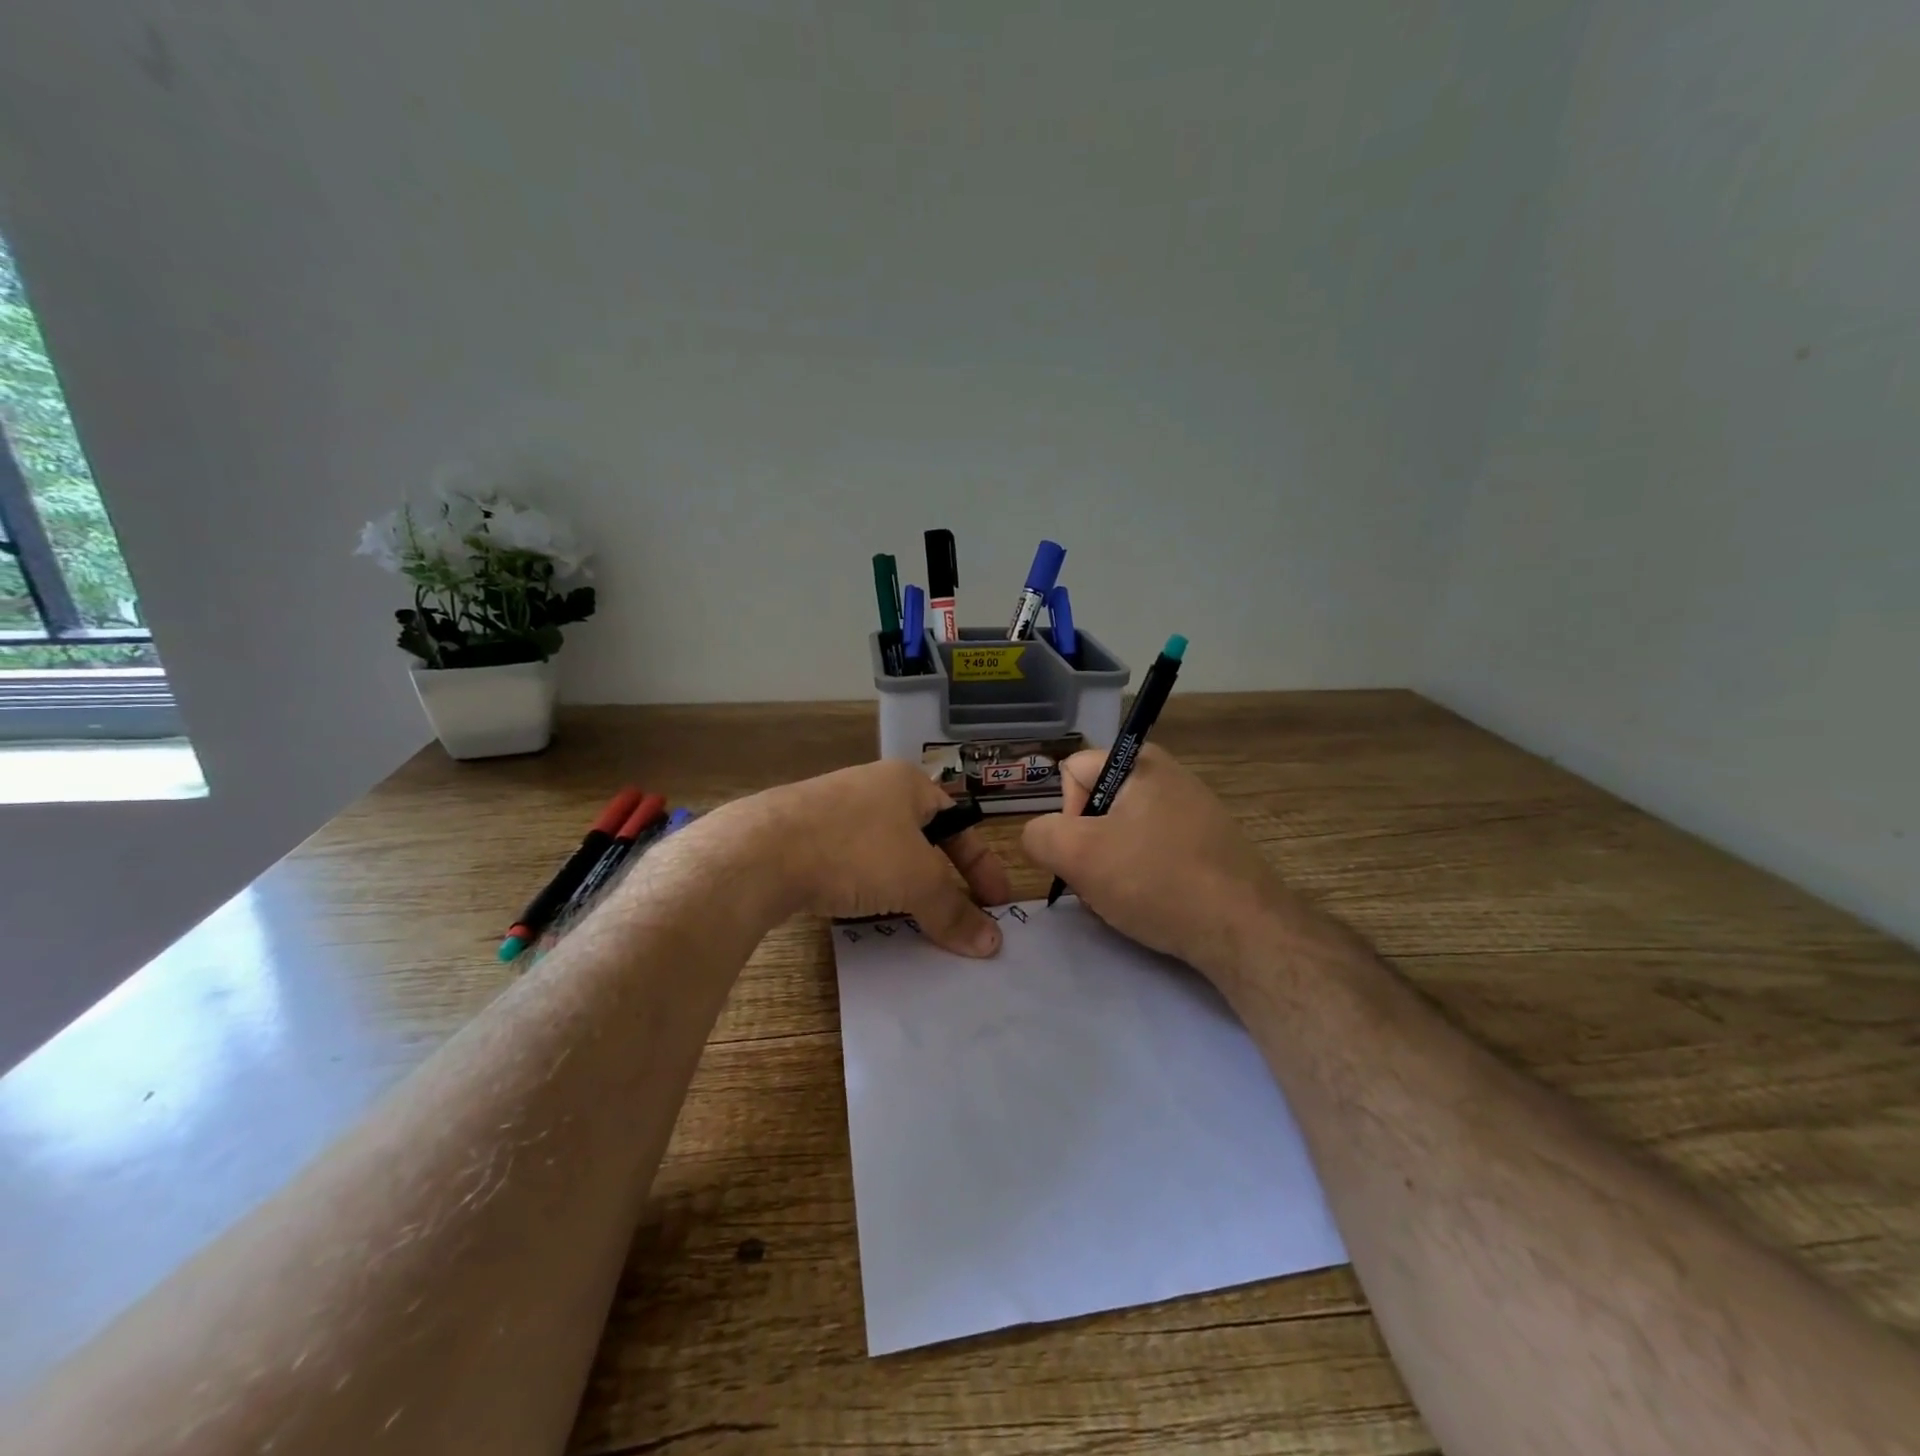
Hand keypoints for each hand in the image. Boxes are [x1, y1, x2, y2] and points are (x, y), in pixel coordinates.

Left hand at [745, 760, 1010, 956]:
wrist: (760, 851)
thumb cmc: (855, 850)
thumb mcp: (916, 880)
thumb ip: (954, 911)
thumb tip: (992, 944)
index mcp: (907, 783)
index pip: (960, 823)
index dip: (982, 865)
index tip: (996, 904)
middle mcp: (873, 787)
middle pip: (923, 837)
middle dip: (944, 878)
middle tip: (958, 914)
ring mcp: (834, 809)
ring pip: (886, 852)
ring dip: (906, 886)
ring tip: (915, 919)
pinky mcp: (803, 834)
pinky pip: (851, 861)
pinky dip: (869, 887)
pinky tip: (865, 910)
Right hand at [1022, 745, 1281, 976]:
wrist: (1245, 930)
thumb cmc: (1157, 880)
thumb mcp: (1078, 855)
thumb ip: (1039, 835)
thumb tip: (1040, 836)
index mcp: (1141, 762)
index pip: (1072, 773)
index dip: (1067, 814)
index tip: (1086, 850)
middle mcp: (1170, 776)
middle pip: (1096, 805)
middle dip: (1088, 846)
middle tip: (1105, 880)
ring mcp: (1193, 811)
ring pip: (1122, 835)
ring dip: (1112, 867)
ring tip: (1130, 898)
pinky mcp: (1208, 845)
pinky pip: (1153, 853)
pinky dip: (1143, 878)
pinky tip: (1154, 904)